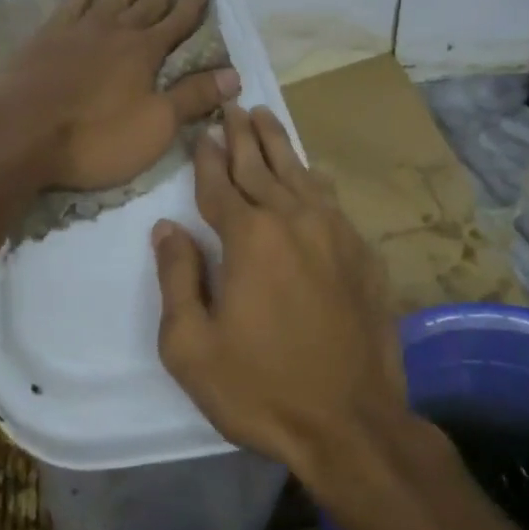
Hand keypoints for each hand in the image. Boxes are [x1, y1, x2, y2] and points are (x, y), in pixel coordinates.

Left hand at [0, 0, 239, 190]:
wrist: (20, 133)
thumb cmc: (95, 138)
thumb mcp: (155, 126)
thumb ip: (193, 98)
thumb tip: (234, 75)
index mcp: (144, 53)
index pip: (177, 23)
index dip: (192, 5)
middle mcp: (115, 32)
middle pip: (146, 2)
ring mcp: (78, 30)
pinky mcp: (46, 37)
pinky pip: (71, 4)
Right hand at [152, 104, 406, 483]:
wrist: (352, 426)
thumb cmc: (260, 388)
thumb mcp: (191, 345)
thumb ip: (177, 277)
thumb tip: (167, 228)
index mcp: (249, 237)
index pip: (220, 183)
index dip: (207, 157)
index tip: (202, 132)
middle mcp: (292, 221)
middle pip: (260, 165)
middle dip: (241, 133)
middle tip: (231, 103)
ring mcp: (333, 234)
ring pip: (299, 173)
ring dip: (278, 143)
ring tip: (264, 115)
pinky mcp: (361, 255)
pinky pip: (331, 200)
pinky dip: (313, 178)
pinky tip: (309, 171)